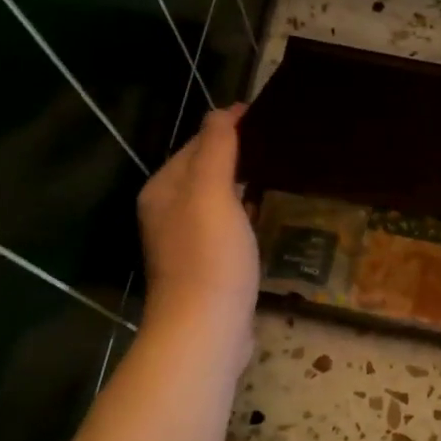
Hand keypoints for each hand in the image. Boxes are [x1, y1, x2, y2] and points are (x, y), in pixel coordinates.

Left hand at [137, 104, 258, 365]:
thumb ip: (216, 149)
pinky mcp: (207, 268)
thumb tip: (222, 112)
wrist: (206, 328)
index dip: (227, 128)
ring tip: (276, 172)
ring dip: (240, 185)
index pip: (195, 145)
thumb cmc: (209, 256)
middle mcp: (168, 213)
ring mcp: (186, 244)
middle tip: (277, 142)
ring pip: (215, 201)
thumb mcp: (211, 192)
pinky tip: (263, 216)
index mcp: (163, 190)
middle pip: (202, 172)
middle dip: (234, 155)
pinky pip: (226, 228)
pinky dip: (243, 214)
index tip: (264, 115)